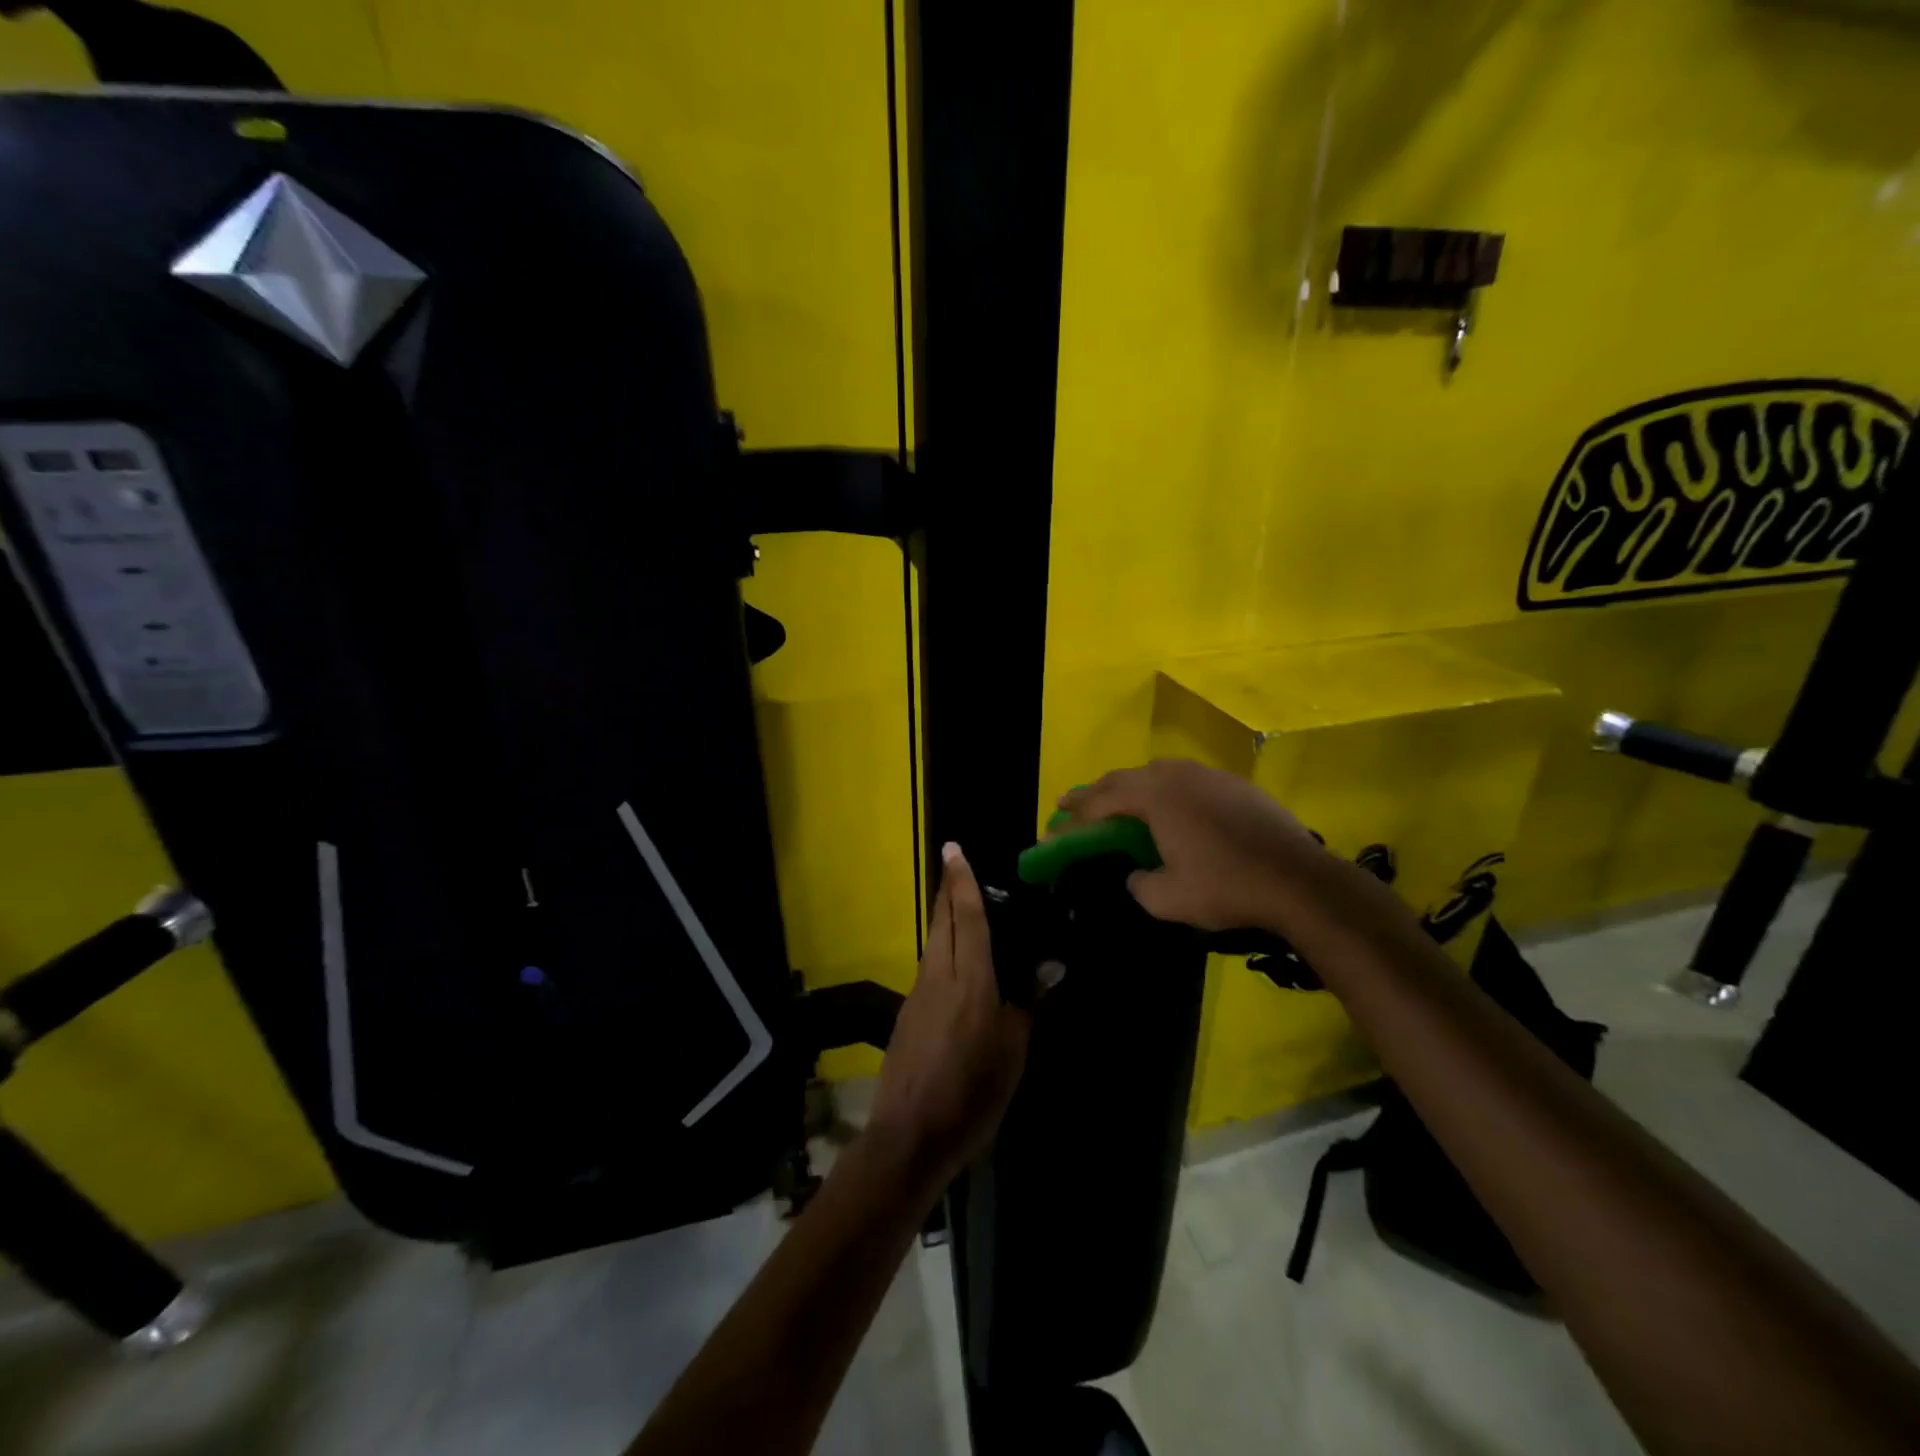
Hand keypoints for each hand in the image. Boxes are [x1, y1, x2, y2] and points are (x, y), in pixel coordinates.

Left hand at [868, 844, 1031, 1184]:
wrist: (909, 1136)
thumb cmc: (971, 1096)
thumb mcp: (1012, 1054)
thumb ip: (1027, 1003)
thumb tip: (1050, 966)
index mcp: (970, 982)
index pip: (966, 919)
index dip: (962, 882)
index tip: (954, 849)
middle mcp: (938, 977)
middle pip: (941, 922)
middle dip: (947, 890)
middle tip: (955, 864)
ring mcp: (918, 995)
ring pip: (932, 943)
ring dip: (943, 918)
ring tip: (960, 906)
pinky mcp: (908, 1014)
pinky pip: (929, 967)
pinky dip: (942, 950)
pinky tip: (957, 964)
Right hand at [1056, 759, 1325, 931]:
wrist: (1299, 881)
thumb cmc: (1227, 887)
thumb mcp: (1168, 899)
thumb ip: (1139, 883)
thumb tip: (1136, 873)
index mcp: (1156, 797)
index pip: (1102, 800)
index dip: (1075, 815)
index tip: (1055, 825)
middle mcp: (1177, 775)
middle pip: (1124, 778)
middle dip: (1095, 793)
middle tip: (1071, 806)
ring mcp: (1208, 775)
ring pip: (1156, 773)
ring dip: (1130, 787)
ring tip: (1117, 803)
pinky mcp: (1234, 784)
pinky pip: (1185, 780)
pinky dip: (1164, 791)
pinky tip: (1170, 809)